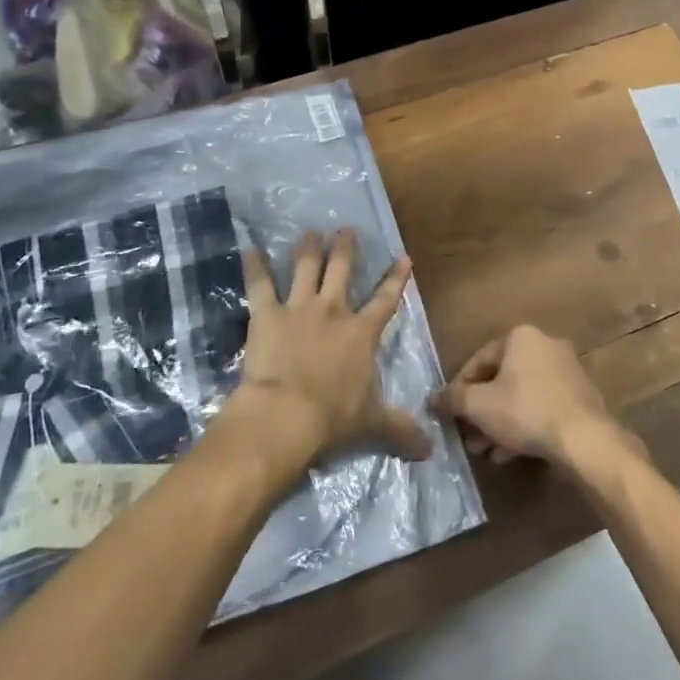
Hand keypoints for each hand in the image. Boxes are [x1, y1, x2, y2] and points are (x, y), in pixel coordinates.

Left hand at [219, 229, 431, 474]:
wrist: (286, 414)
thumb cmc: (333, 417)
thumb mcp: (372, 423)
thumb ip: (400, 429)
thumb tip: (430, 450)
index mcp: (362, 333)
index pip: (386, 300)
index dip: (396, 278)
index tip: (404, 257)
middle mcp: (333, 311)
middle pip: (343, 270)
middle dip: (346, 248)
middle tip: (346, 229)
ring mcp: (299, 308)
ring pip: (306, 268)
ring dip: (309, 248)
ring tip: (310, 232)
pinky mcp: (267, 314)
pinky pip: (260, 284)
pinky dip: (254, 265)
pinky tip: (249, 248)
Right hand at [431, 324, 631, 471]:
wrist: (584, 438)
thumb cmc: (525, 411)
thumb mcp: (479, 406)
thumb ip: (453, 399)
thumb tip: (431, 398)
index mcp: (521, 336)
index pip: (479, 360)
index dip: (459, 389)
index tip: (450, 414)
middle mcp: (545, 345)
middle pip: (501, 380)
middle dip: (481, 411)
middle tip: (468, 437)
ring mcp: (566, 370)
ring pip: (521, 396)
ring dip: (500, 422)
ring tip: (486, 450)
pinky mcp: (579, 396)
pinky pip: (541, 407)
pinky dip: (524, 425)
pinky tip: (510, 453)